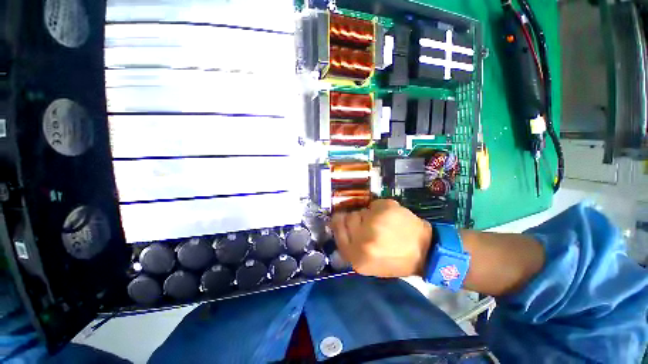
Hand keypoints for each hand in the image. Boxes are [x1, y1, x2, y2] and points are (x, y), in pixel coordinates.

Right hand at [330, 199, 432, 277]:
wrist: (425, 252)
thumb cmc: (394, 261)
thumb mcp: (367, 265)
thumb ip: (349, 247)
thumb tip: (337, 225)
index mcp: (356, 256)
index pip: (337, 229)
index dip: (338, 222)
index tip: (340, 218)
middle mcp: (363, 238)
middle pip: (347, 217)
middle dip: (355, 220)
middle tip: (367, 226)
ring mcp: (375, 222)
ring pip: (361, 210)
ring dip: (368, 215)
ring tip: (381, 224)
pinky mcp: (386, 209)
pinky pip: (374, 204)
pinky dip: (379, 209)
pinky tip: (389, 218)